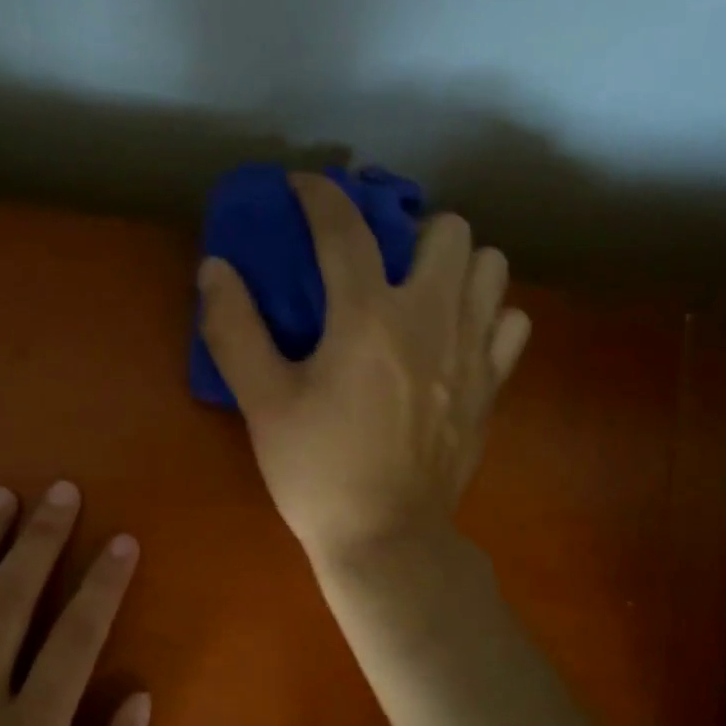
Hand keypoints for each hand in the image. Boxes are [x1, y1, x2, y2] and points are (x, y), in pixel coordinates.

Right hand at [197, 173, 530, 567]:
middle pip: (447, 230)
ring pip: (491, 267)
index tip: (301, 185)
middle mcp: (431, 318)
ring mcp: (472, 352)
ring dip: (457, 265)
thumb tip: (215, 268)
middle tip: (379, 261)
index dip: (320, 196)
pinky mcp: (491, 387)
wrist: (386, 539)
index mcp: (368, 317)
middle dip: (410, 230)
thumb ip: (235, 329)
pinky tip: (456, 337)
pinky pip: (511, 323)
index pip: (345, 230)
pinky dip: (488, 315)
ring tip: (423, 292)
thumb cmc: (318, 472)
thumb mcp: (263, 404)